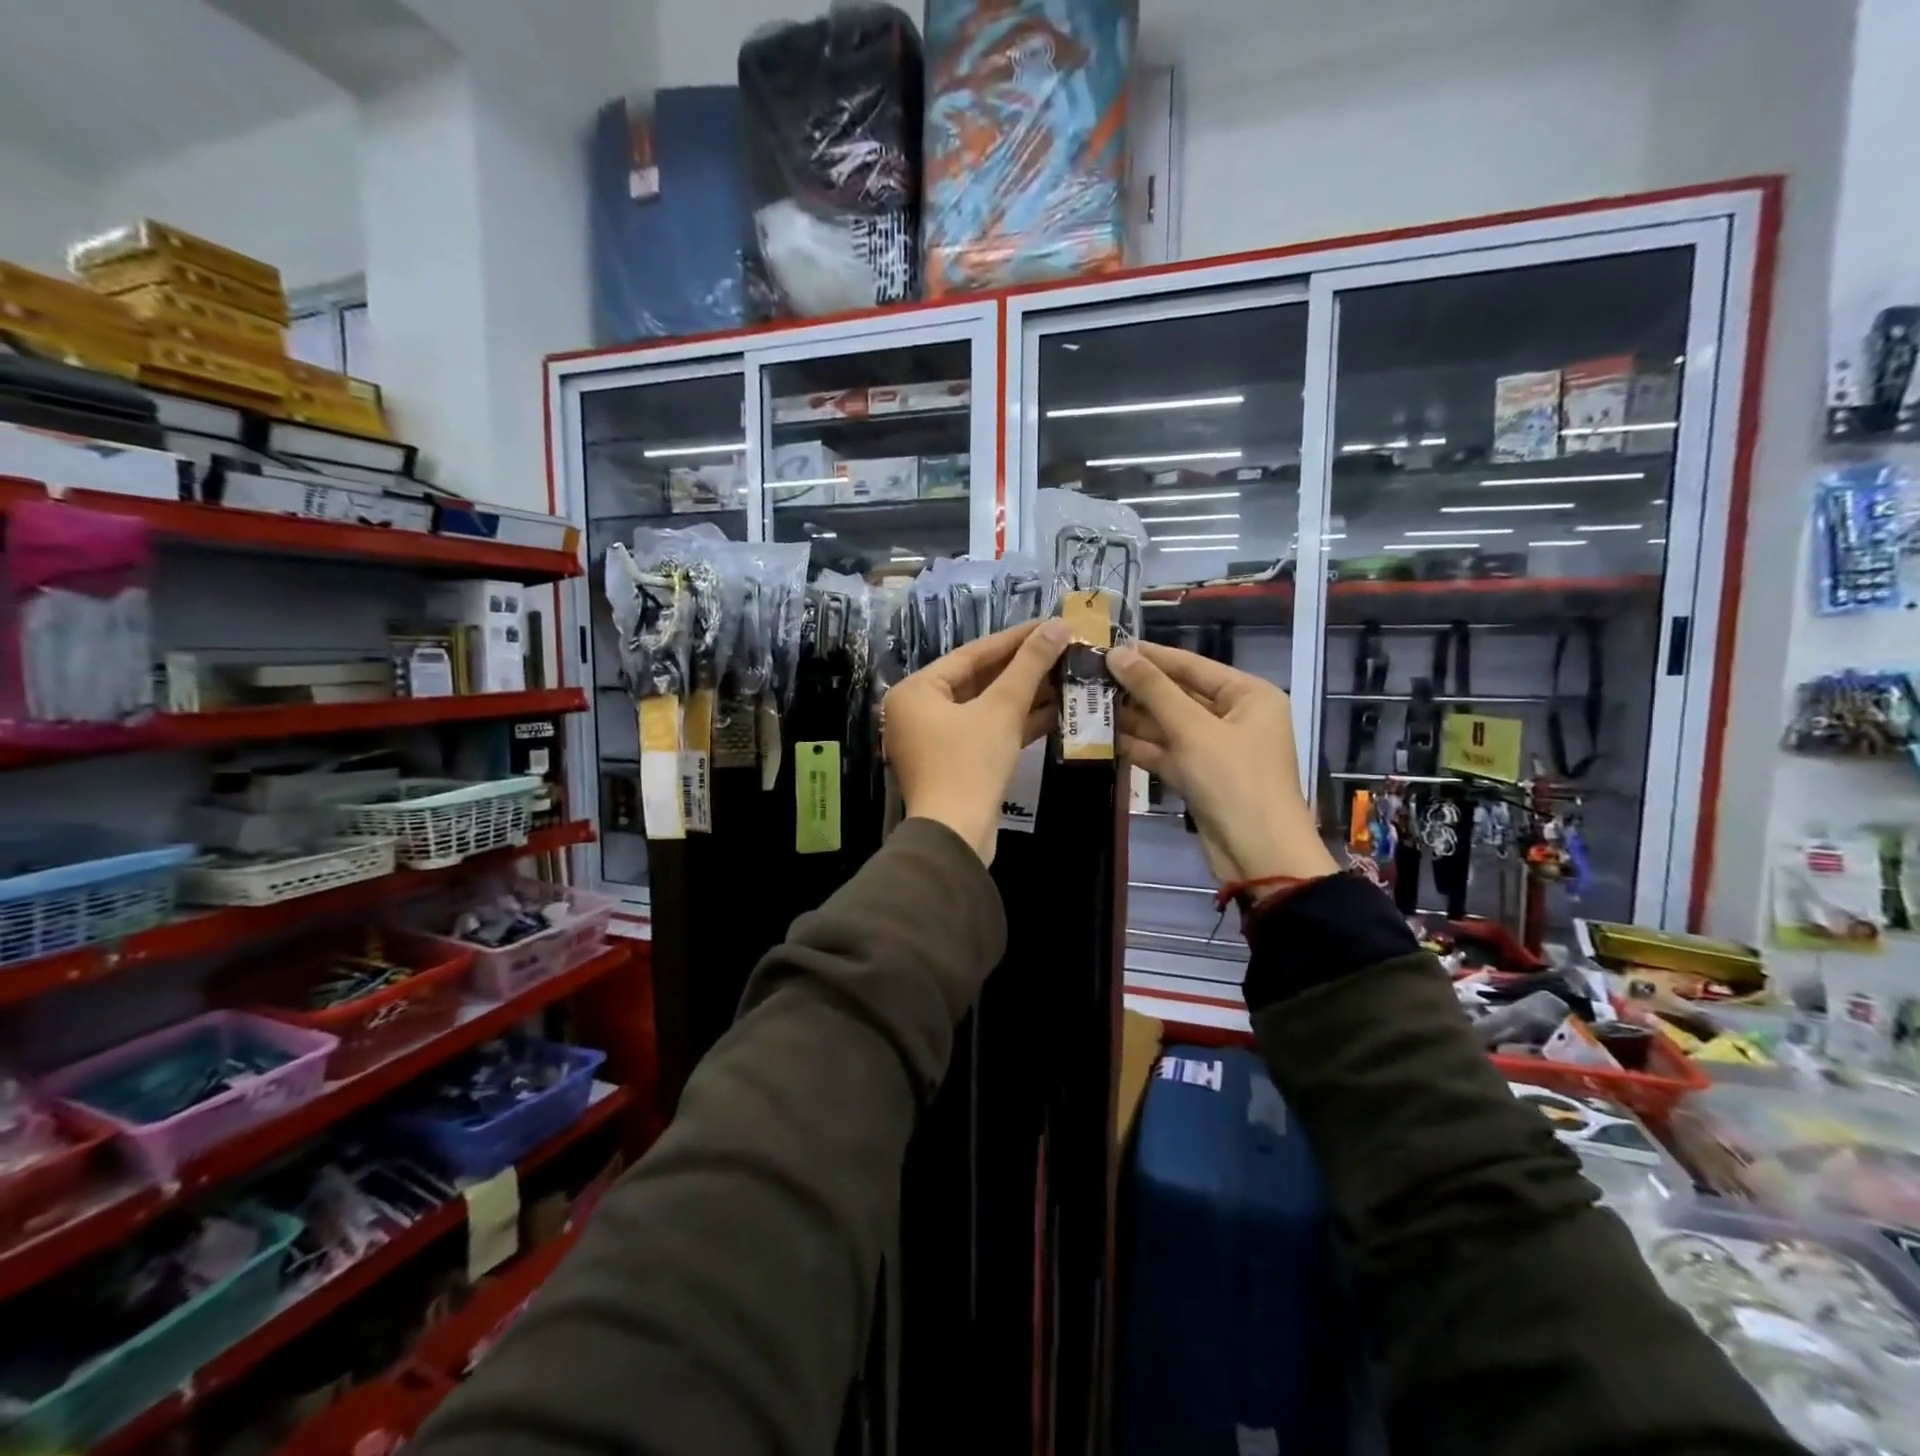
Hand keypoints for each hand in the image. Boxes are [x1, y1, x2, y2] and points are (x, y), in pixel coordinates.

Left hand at [884, 618, 1069, 863]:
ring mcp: (936, 740)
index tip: (1051, 624)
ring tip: (1067, 675)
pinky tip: (1055, 710)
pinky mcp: (955, 764)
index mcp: (917, 691)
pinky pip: (987, 732)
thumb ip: (1029, 665)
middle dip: (1023, 668)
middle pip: (978, 680)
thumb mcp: (1002, 709)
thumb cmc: (970, 764)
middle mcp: (919, 711)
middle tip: (1062, 648)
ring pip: (986, 708)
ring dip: (1025, 695)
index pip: (972, 654)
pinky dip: (1016, 723)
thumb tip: (1058, 625)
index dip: (1015, 638)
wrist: (956, 836)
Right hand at [1108, 641, 1336, 886]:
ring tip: (1089, 703)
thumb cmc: (1233, 780)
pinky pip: (1166, 752)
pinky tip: (1104, 737)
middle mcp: (1234, 716)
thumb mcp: (1192, 729)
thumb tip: (1117, 653)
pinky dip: (1140, 747)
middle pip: (1178, 694)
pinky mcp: (1199, 777)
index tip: (1108, 645)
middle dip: (1137, 689)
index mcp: (1248, 695)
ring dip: (1133, 718)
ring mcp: (1216, 749)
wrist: (1258, 855)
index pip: (1191, 664)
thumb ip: (1153, 690)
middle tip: (1091, 676)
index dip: (1150, 656)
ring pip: (1168, 725)